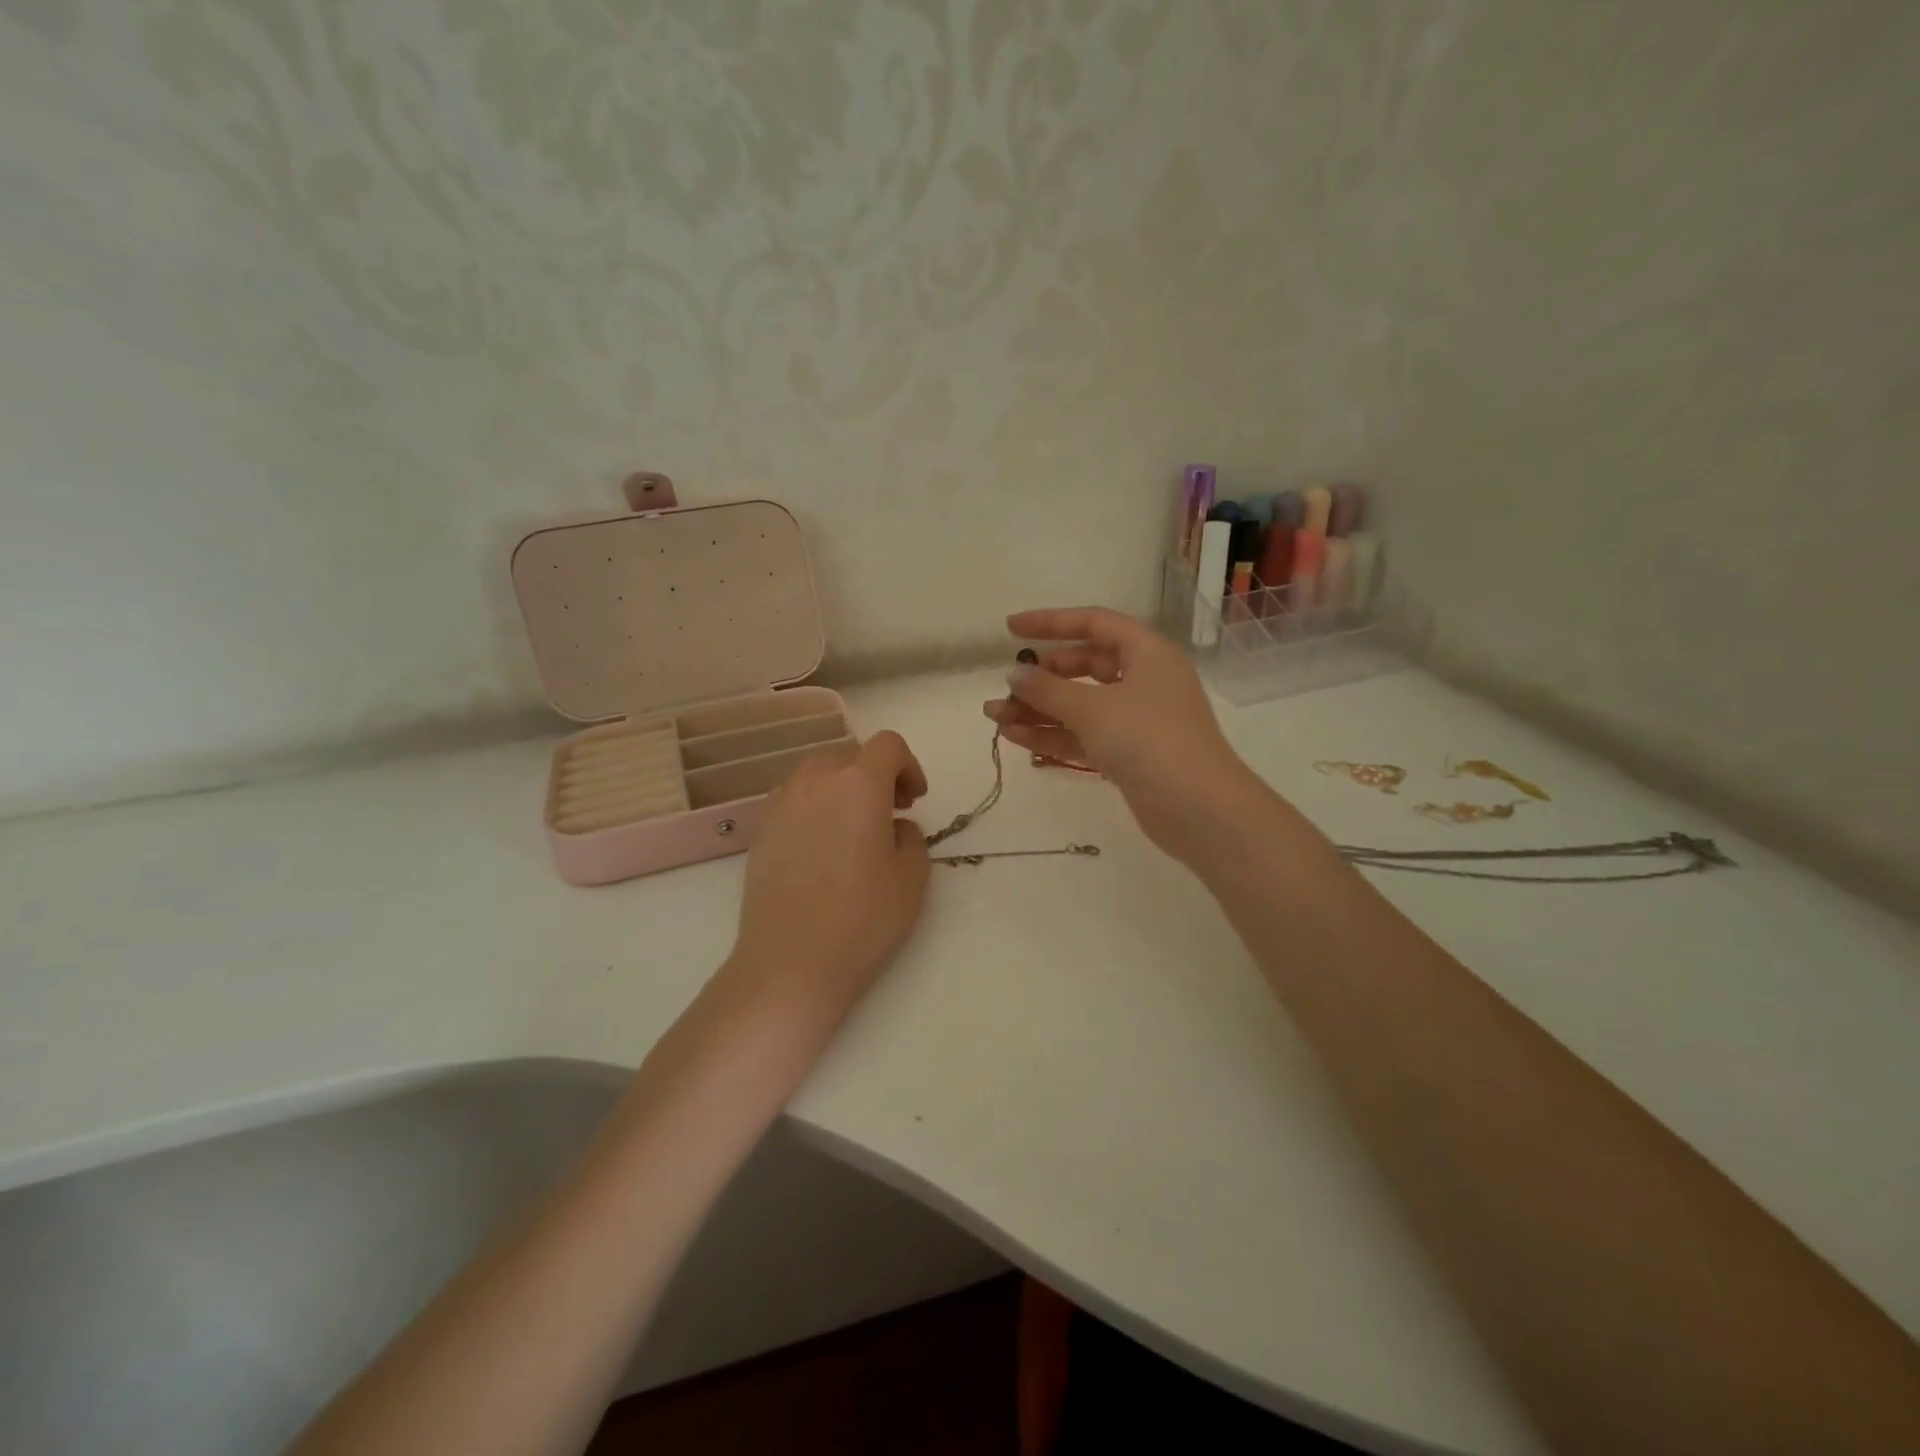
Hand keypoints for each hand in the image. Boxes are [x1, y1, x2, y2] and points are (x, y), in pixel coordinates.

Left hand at [724, 731, 931, 1027]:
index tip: (915, 800)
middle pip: (851, 753)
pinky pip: (793, 795)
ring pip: (818, 771)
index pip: (888, 745)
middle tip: (890, 811)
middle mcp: (816, 780)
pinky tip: (820, 842)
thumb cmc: (862, 918)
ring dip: (842, 785)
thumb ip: (912, 836)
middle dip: (876, 773)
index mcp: (859, 783)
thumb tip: (893, 826)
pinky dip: (813, 803)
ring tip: (853, 825)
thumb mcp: (912, 877)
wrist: (791, 962)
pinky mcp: (761, 828)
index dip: (908, 765)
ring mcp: (782, 802)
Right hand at [985, 607, 1261, 865]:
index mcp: (1146, 653)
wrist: (1198, 809)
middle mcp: (1144, 680)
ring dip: (1039, 710)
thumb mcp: (1092, 709)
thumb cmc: (1148, 740)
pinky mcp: (1130, 754)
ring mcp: (1137, 720)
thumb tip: (1014, 674)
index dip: (1051, 622)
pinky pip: (1085, 735)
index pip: (1094, 624)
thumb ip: (1048, 689)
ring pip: (1080, 705)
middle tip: (1006, 688)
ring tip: (994, 717)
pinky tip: (1015, 738)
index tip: (1011, 628)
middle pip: (1084, 667)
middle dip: (1041, 678)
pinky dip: (1054, 735)